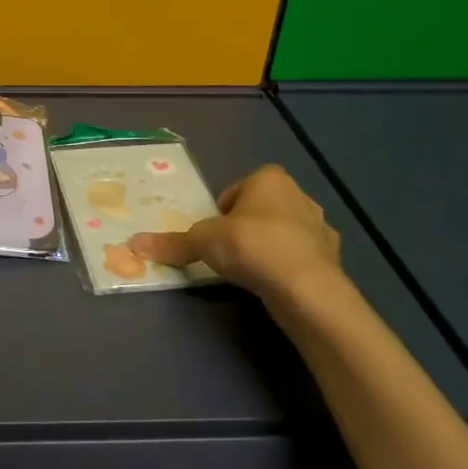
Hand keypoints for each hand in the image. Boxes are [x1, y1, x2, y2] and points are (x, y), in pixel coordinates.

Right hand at [128, 164, 345, 318]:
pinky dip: (289, 269)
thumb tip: (133, 243)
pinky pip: (302, 259)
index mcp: (270, 179)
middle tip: (228, 253)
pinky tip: (274, 286)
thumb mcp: (203, 242)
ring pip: (284, 233)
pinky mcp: (334, 260)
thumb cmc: (252, 246)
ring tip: (250, 272)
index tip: (213, 234)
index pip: (238, 189)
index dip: (222, 211)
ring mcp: (321, 228)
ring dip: (269, 248)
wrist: (307, 289)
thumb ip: (172, 242)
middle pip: (261, 210)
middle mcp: (300, 196)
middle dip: (246, 228)